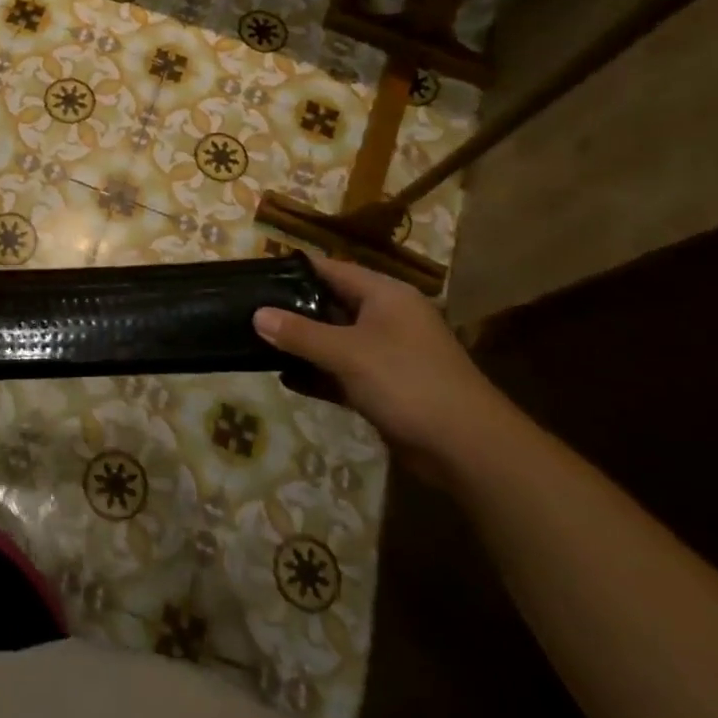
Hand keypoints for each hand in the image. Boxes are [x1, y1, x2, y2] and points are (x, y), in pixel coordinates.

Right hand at [254, 253, 516, 480]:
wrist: (467, 448)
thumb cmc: (407, 382)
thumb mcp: (348, 352)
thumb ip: (300, 333)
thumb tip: (257, 315)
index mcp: (385, 295)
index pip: (331, 269)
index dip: (294, 270)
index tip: (256, 275)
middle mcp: (387, 318)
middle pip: (331, 304)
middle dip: (292, 309)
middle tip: (249, 310)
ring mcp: (387, 354)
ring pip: (335, 340)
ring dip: (302, 344)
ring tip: (257, 342)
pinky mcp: (385, 387)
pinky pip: (342, 371)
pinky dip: (317, 373)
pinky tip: (286, 378)